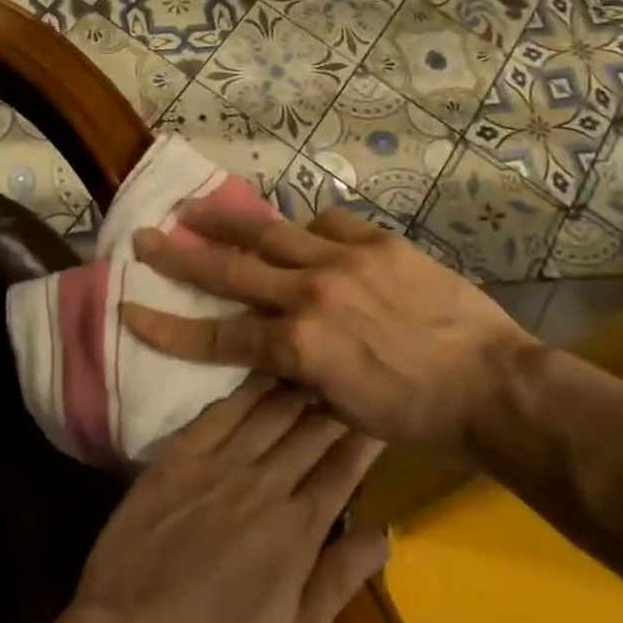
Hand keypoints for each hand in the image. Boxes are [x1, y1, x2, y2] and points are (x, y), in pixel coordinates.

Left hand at [68, 377, 386, 622]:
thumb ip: (338, 583)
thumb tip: (385, 535)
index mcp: (298, 530)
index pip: (341, 470)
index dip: (363, 438)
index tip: (378, 410)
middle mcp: (265, 485)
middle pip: (309, 432)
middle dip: (334, 401)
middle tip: (350, 373)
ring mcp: (219, 466)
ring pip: (268, 413)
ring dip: (295, 386)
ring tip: (315, 360)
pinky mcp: (178, 457)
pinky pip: (219, 413)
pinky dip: (244, 391)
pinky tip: (259, 370)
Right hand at [120, 203, 536, 453]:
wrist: (492, 385)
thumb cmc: (416, 415)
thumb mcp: (340, 407)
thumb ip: (296, 370)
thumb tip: (270, 346)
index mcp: (298, 347)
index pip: (218, 335)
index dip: (168, 326)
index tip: (130, 308)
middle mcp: (310, 296)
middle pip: (231, 270)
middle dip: (180, 257)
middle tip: (144, 238)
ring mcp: (344, 262)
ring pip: (271, 232)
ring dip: (226, 220)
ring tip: (194, 207)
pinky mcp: (378, 243)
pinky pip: (327, 223)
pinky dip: (306, 228)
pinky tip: (299, 229)